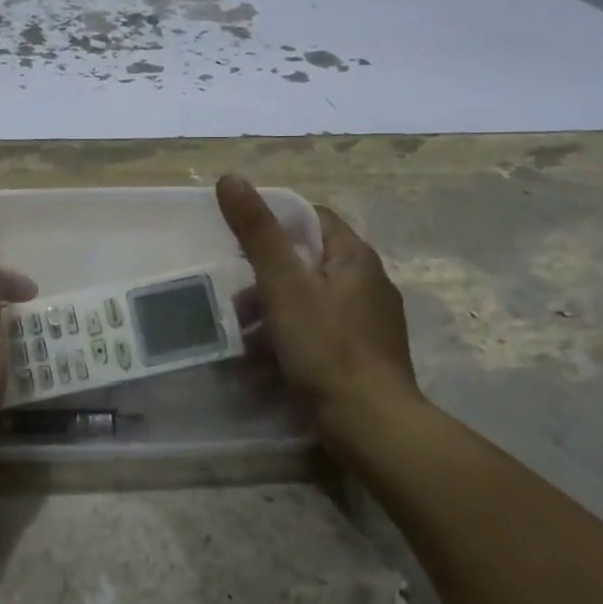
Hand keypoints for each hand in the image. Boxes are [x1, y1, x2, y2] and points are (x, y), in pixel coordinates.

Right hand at [216, 174, 422, 433]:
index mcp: (355, 258)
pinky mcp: (363, 356)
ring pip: (311, 300)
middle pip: (309, 261)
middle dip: (268, 275)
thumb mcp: (284, 284)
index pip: (314, 219)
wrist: (371, 425)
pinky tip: (266, 360)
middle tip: (235, 294)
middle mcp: (369, 284)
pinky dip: (291, 338)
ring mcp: (369, 323)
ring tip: (242, 332)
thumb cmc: (326, 346)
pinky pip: (319, 332)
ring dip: (274, 311)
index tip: (241, 241)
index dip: (276, 222)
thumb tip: (230, 178)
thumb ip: (257, 232)